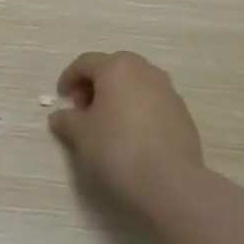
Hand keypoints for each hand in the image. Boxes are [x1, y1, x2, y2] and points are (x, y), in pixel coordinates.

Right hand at [48, 51, 203, 208]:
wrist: (168, 181)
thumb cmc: (115, 148)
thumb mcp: (80, 134)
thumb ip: (67, 119)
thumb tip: (61, 116)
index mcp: (117, 68)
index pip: (85, 62)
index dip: (68, 78)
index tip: (62, 100)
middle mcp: (146, 71)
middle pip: (113, 68)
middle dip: (94, 85)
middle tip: (83, 111)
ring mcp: (168, 91)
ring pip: (135, 85)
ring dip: (117, 97)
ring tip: (106, 125)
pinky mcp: (182, 113)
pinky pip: (152, 102)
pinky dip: (136, 111)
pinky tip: (130, 137)